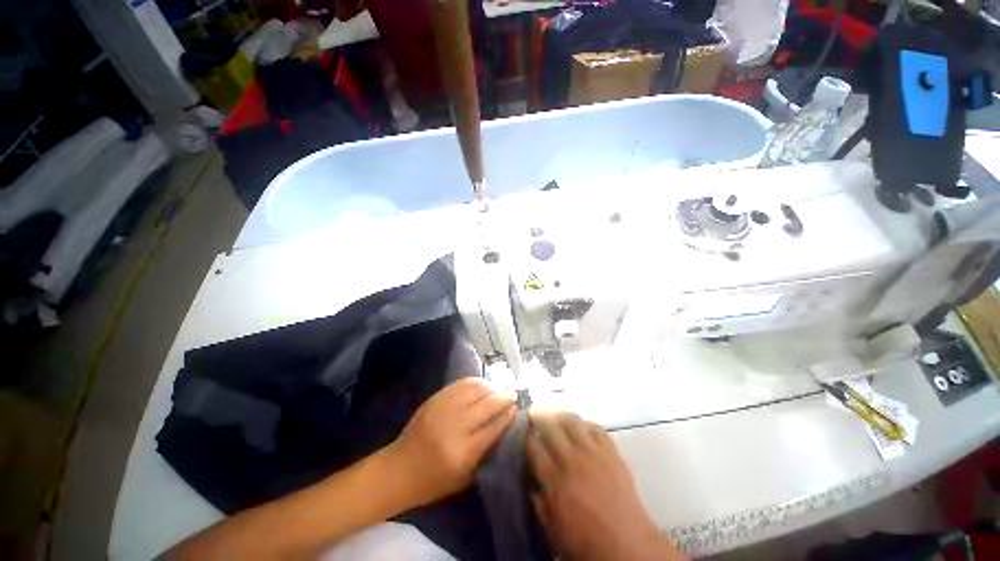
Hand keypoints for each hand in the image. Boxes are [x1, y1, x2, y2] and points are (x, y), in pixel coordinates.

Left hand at [386, 378, 515, 507]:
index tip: (517, 407)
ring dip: (491, 386)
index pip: (493, 427)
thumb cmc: (434, 481)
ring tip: (499, 388)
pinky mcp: (435, 399)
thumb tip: (505, 424)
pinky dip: (475, 382)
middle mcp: (454, 427)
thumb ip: (487, 451)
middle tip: (513, 393)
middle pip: (486, 404)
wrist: (399, 469)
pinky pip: (460, 384)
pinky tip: (482, 385)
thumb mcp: (466, 477)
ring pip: (474, 389)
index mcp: (463, 453)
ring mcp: (442, 409)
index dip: (508, 414)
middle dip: (503, 396)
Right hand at [527, 411, 685, 560]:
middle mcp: (571, 459)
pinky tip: (580, 427)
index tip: (522, 428)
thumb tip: (531, 481)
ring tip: (554, 413)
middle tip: (533, 413)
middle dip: (538, 415)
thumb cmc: (586, 542)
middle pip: (549, 425)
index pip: (533, 445)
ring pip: (571, 420)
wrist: (628, 546)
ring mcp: (592, 452)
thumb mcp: (552, 529)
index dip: (525, 434)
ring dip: (559, 414)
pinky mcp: (611, 451)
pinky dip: (585, 423)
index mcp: (554, 479)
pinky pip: (595, 427)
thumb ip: (538, 501)